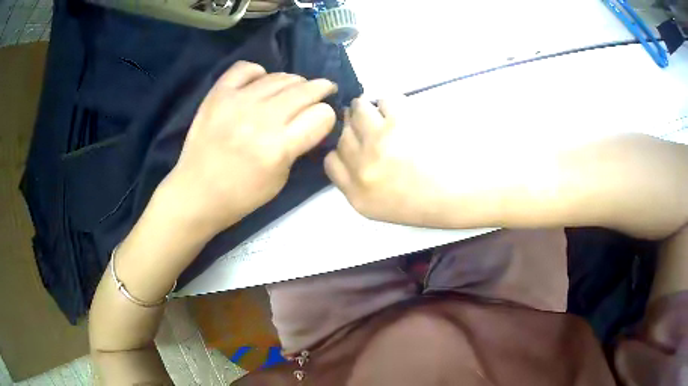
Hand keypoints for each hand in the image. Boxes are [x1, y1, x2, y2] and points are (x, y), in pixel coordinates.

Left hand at [159, 61, 337, 235]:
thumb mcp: (281, 178)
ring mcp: (237, 102)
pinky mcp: (218, 94)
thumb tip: (310, 120)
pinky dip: (258, 73)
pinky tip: (259, 84)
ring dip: (294, 82)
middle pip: (306, 90)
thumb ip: (298, 146)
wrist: (196, 192)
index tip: (322, 119)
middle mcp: (261, 119)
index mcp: (279, 147)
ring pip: (280, 77)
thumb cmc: (241, 195)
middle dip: (321, 89)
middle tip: (323, 91)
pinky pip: (246, 68)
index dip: (327, 116)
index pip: (322, 115)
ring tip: (292, 90)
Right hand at [324, 97, 461, 226]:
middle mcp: (362, 169)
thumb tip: (352, 152)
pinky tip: (402, 112)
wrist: (461, 193)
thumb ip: (360, 185)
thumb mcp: (383, 208)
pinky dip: (390, 103)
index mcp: (358, 195)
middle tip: (370, 124)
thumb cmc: (428, 202)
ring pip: (357, 112)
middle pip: (342, 135)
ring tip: (382, 113)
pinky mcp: (399, 122)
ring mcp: (379, 143)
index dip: (341, 149)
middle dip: (353, 127)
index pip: (331, 161)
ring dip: (366, 108)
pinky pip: (384, 100)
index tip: (354, 143)